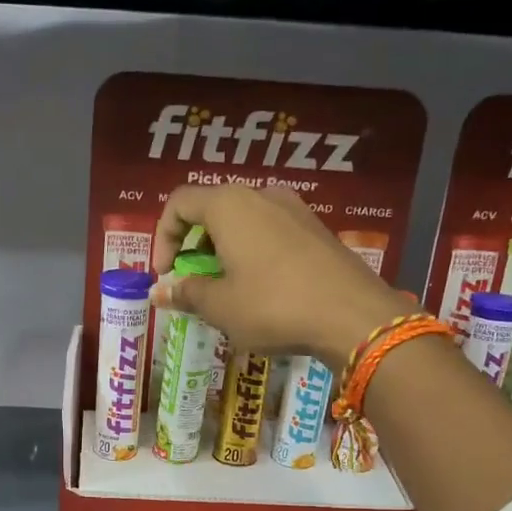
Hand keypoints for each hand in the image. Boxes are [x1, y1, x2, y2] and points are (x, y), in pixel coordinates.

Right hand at [150, 184, 403, 365]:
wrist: (352, 315)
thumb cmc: (273, 306)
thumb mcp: (220, 306)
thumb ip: (186, 293)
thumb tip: (159, 291)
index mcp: (229, 205)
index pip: (179, 203)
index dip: (163, 238)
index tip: (165, 275)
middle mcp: (261, 195)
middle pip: (212, 210)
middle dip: (193, 246)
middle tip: (192, 284)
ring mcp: (294, 209)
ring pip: (243, 222)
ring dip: (223, 252)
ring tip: (226, 291)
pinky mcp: (316, 230)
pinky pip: (271, 233)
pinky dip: (252, 255)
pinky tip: (261, 291)